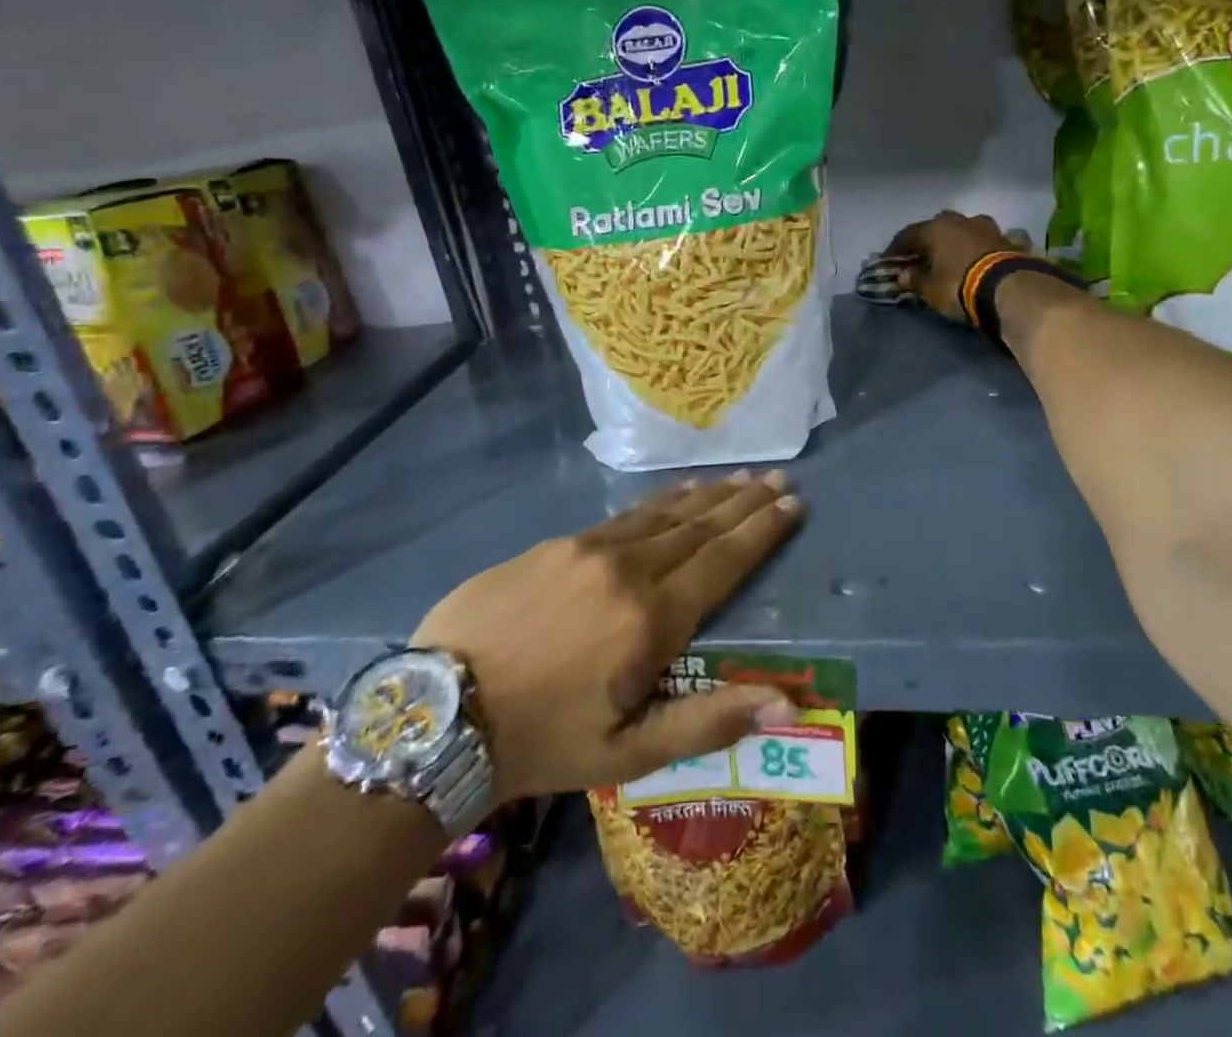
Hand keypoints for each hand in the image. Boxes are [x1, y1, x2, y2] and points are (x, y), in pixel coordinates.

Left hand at [411, 472, 803, 799]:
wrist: (440, 712)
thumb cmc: (543, 740)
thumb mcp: (629, 752)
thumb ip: (709, 721)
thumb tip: (787, 703)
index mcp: (652, 618)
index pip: (723, 562)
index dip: (761, 532)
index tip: (791, 504)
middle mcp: (628, 568)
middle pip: (699, 527)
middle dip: (743, 503)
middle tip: (776, 478)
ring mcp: (588, 549)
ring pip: (662, 513)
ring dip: (705, 496)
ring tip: (737, 479)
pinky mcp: (556, 543)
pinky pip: (623, 515)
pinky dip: (659, 502)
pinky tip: (673, 495)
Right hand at [885, 211, 1015, 321]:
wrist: (1009, 289)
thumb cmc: (958, 286)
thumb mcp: (931, 289)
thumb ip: (916, 279)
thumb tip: (904, 274)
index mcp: (936, 229)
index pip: (908, 235)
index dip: (897, 248)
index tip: (890, 260)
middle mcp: (960, 221)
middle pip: (938, 227)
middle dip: (930, 240)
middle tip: (923, 256)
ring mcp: (988, 228)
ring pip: (967, 229)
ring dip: (959, 240)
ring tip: (954, 255)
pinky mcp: (1009, 240)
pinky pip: (991, 241)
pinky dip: (984, 247)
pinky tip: (985, 254)